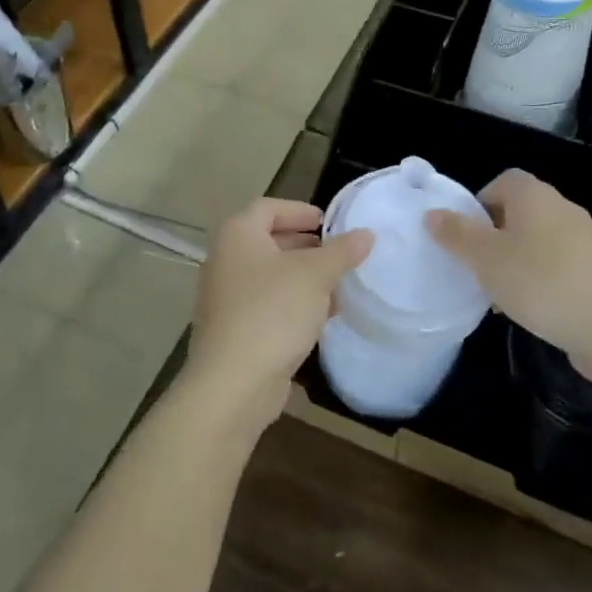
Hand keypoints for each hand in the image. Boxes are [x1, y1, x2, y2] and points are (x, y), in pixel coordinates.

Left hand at [184, 198, 372, 433]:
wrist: (234, 383)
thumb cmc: (273, 312)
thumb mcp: (315, 275)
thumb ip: (342, 251)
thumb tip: (366, 234)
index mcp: (238, 236)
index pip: (268, 208)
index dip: (299, 210)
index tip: (328, 222)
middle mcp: (225, 261)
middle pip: (268, 241)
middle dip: (305, 245)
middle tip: (337, 253)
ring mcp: (226, 298)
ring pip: (269, 276)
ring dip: (302, 277)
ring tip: (337, 285)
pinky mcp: (233, 329)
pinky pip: (267, 304)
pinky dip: (292, 303)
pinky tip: (321, 317)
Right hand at [424, 169, 591, 366]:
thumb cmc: (540, 282)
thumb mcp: (486, 259)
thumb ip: (456, 234)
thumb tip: (432, 213)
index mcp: (534, 195)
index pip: (501, 181)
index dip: (479, 204)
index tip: (466, 237)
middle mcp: (562, 207)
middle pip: (519, 211)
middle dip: (495, 236)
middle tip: (478, 266)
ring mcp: (585, 238)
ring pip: (538, 240)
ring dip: (517, 260)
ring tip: (502, 294)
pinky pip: (559, 264)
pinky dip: (541, 278)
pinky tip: (533, 308)